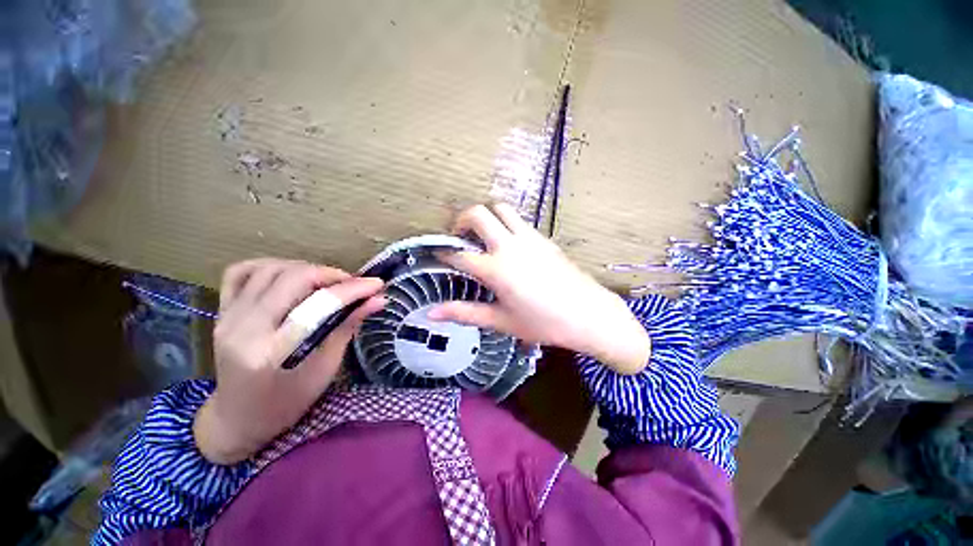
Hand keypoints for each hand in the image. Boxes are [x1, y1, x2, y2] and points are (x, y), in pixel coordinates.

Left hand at [194, 259, 384, 464]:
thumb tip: (378, 300)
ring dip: (305, 268)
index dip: (352, 290)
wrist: (238, 418)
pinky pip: (240, 272)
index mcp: (271, 352)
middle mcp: (244, 328)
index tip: (377, 284)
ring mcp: (228, 316)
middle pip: (292, 278)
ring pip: (269, 269)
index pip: (317, 306)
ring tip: (326, 282)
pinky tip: (289, 275)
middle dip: (330, 275)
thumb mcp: (325, 369)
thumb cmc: (286, 403)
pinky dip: (270, 265)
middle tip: (353, 284)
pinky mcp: (222, 311)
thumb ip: (348, 327)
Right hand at [429, 204, 650, 374]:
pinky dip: (505, 224)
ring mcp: (529, 238)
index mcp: (496, 269)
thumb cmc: (544, 323)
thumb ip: (465, 313)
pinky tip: (508, 245)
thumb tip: (433, 314)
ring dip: (486, 217)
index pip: (459, 254)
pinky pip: (518, 221)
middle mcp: (510, 246)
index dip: (444, 252)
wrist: (589, 315)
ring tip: (482, 236)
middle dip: (461, 220)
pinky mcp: (544, 238)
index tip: (437, 254)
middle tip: (458, 237)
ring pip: (501, 209)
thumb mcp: (501, 321)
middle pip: (478, 213)